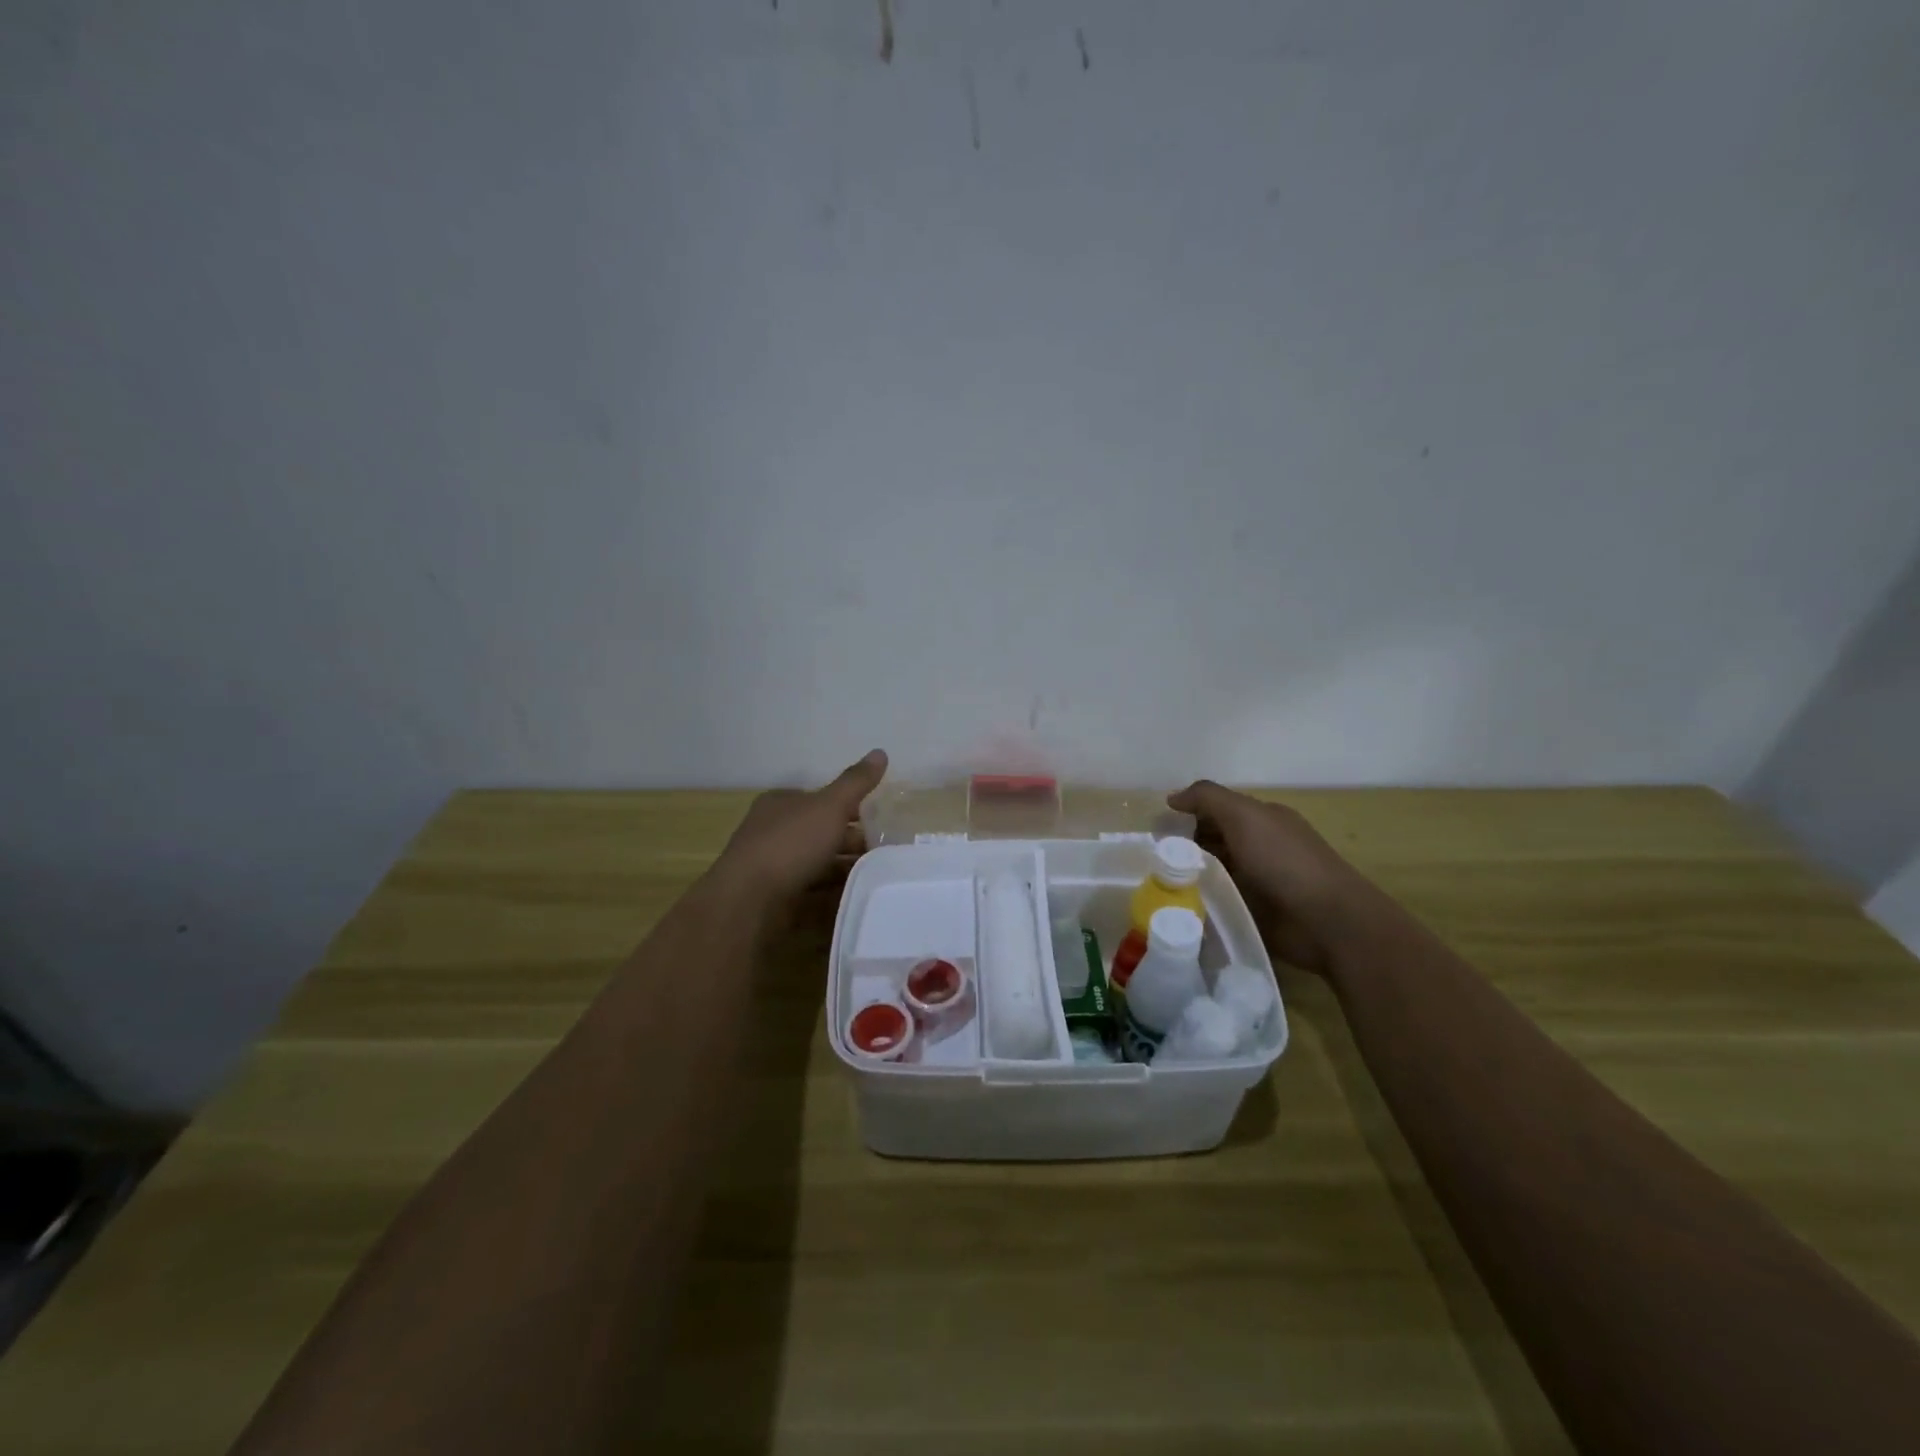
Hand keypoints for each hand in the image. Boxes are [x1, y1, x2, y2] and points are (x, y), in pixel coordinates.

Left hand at [713, 750, 888, 906]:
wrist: (749, 900)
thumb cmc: (790, 844)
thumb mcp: (829, 806)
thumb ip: (856, 783)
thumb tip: (880, 752)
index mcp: (781, 803)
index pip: (822, 800)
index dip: (852, 808)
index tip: (881, 821)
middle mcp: (774, 831)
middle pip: (821, 832)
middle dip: (853, 840)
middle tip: (887, 852)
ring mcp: (773, 866)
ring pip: (818, 862)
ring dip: (846, 868)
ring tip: (879, 875)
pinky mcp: (776, 897)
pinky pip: (812, 889)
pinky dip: (833, 891)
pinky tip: (856, 895)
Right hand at [1168, 780, 1378, 972]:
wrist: (1327, 922)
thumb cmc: (1285, 861)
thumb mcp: (1245, 815)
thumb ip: (1208, 798)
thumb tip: (1172, 797)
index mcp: (1261, 820)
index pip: (1215, 810)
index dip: (1187, 815)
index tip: (1156, 830)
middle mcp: (1258, 847)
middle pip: (1210, 842)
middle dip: (1182, 848)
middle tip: (1150, 859)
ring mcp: (1256, 882)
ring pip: (1211, 874)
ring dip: (1188, 877)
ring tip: (1155, 885)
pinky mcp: (1253, 914)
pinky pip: (1218, 903)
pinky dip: (1200, 902)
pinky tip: (1176, 907)